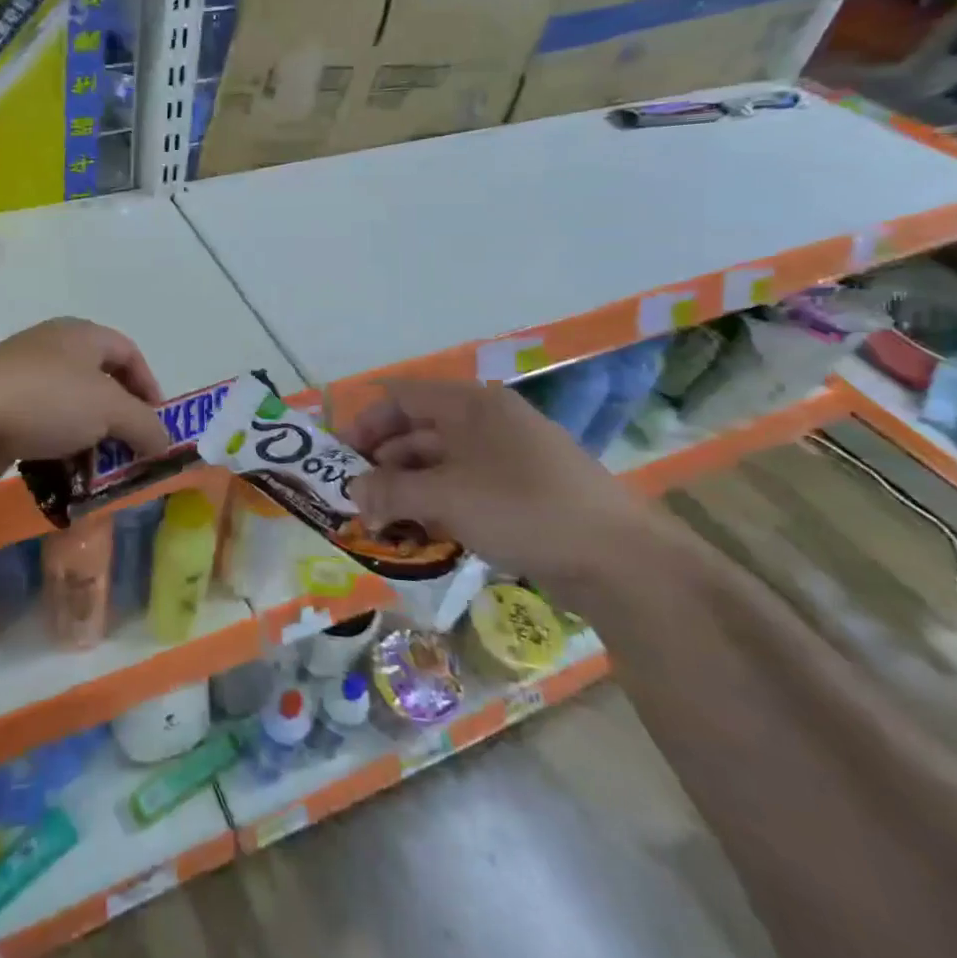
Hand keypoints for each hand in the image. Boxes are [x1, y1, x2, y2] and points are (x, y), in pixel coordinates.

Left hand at [0, 318, 170, 485]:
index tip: (157, 423)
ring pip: (71, 410)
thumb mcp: (111, 410)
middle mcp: (52, 349)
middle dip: (120, 421)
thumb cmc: (49, 399)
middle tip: (131, 451)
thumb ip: (146, 425)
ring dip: (90, 441)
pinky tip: (64, 476)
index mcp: (80, 334)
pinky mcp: (0, 409)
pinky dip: (60, 450)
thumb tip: (165, 444)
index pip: (128, 352)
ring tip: (100, 471)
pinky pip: (43, 429)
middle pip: (100, 383)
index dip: (149, 385)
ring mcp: (22, 378)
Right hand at [341, 379, 663, 595]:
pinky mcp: (521, 492)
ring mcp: (506, 458)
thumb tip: (351, 493)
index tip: (338, 459)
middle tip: (354, 499)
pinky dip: (436, 506)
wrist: (618, 559)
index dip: (364, 424)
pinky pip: (464, 488)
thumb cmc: (522, 508)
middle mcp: (486, 422)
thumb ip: (391, 491)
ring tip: (381, 524)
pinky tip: (419, 534)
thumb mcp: (446, 497)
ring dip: (406, 489)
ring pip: (439, 464)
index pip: (401, 398)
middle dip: (381, 463)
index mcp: (470, 404)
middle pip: (417, 431)